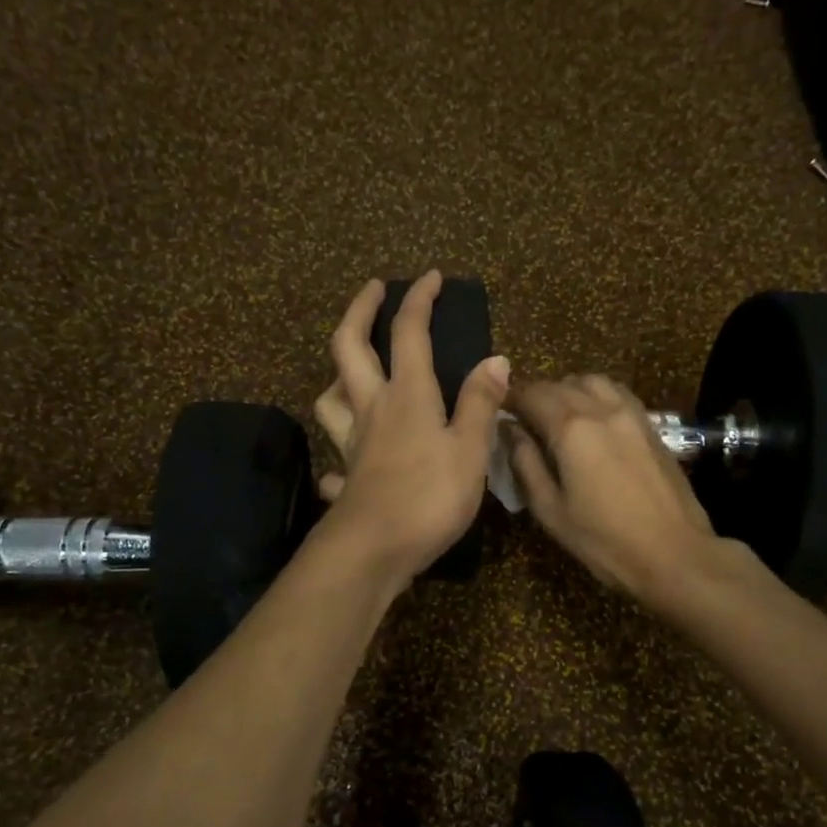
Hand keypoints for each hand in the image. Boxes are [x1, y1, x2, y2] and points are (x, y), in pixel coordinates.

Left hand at [311, 272, 510, 585]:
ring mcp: (352, 443)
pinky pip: (336, 455)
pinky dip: (340, 450)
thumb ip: (481, 404)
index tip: (430, 276)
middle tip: (373, 290)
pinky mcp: (346, 476)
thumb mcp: (470, 450)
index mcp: (408, 395)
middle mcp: (372, 409)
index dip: (419, 299)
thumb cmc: (430, 496)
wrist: (373, 550)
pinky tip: (349, 461)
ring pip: (330, 396)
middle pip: (349, 347)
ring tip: (354, 368)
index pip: (409, 332)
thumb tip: (496, 359)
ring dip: (338, 373)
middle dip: (360, 310)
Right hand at [506, 375, 729, 603]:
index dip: (510, 399)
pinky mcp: (652, 425)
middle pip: (561, 384)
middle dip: (536, 394)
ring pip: (592, 381)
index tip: (497, 411)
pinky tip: (592, 420)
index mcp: (571, 429)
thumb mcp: (550, 510)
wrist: (674, 554)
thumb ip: (525, 464)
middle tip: (522, 418)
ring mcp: (632, 414)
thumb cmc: (603, 540)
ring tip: (557, 414)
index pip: (531, 394)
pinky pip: (617, 394)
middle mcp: (601, 409)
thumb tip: (509, 430)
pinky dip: (596, 396)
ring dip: (568, 389)